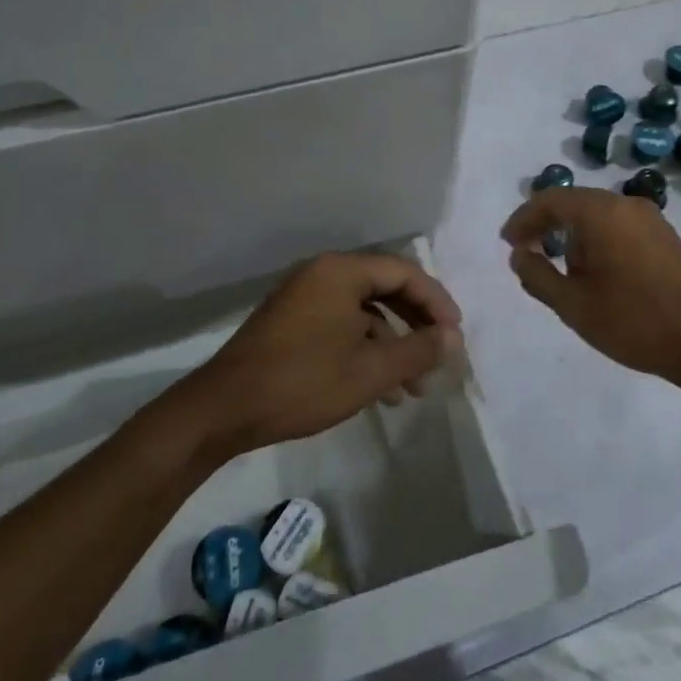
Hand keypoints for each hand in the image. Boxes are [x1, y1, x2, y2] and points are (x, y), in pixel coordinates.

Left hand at [185, 252, 463, 456]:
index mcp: (341, 271)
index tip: (455, 335)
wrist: (225, 409)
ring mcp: (304, 298)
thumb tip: (452, 338)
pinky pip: (341, 326)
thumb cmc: (303, 381)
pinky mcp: (292, 323)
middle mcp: (322, 274)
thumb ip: (417, 350)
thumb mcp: (370, 370)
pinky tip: (381, 391)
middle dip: (416, 325)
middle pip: (385, 288)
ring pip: (364, 312)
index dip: (436, 302)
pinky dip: (365, 350)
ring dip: (393, 345)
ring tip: (414, 388)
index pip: (403, 272)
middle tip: (439, 356)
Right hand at [502, 187, 680, 388]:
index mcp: (600, 212)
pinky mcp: (666, 237)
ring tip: (561, 270)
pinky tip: (596, 272)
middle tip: (527, 253)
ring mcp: (651, 219)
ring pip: (597, 215)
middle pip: (574, 203)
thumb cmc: (633, 321)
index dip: (523, 219)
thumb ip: (537, 275)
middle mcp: (625, 204)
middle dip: (546, 226)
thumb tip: (519, 255)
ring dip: (573, 235)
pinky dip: (597, 239)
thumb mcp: (573, 304)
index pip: (550, 201)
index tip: (507, 243)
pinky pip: (619, 226)